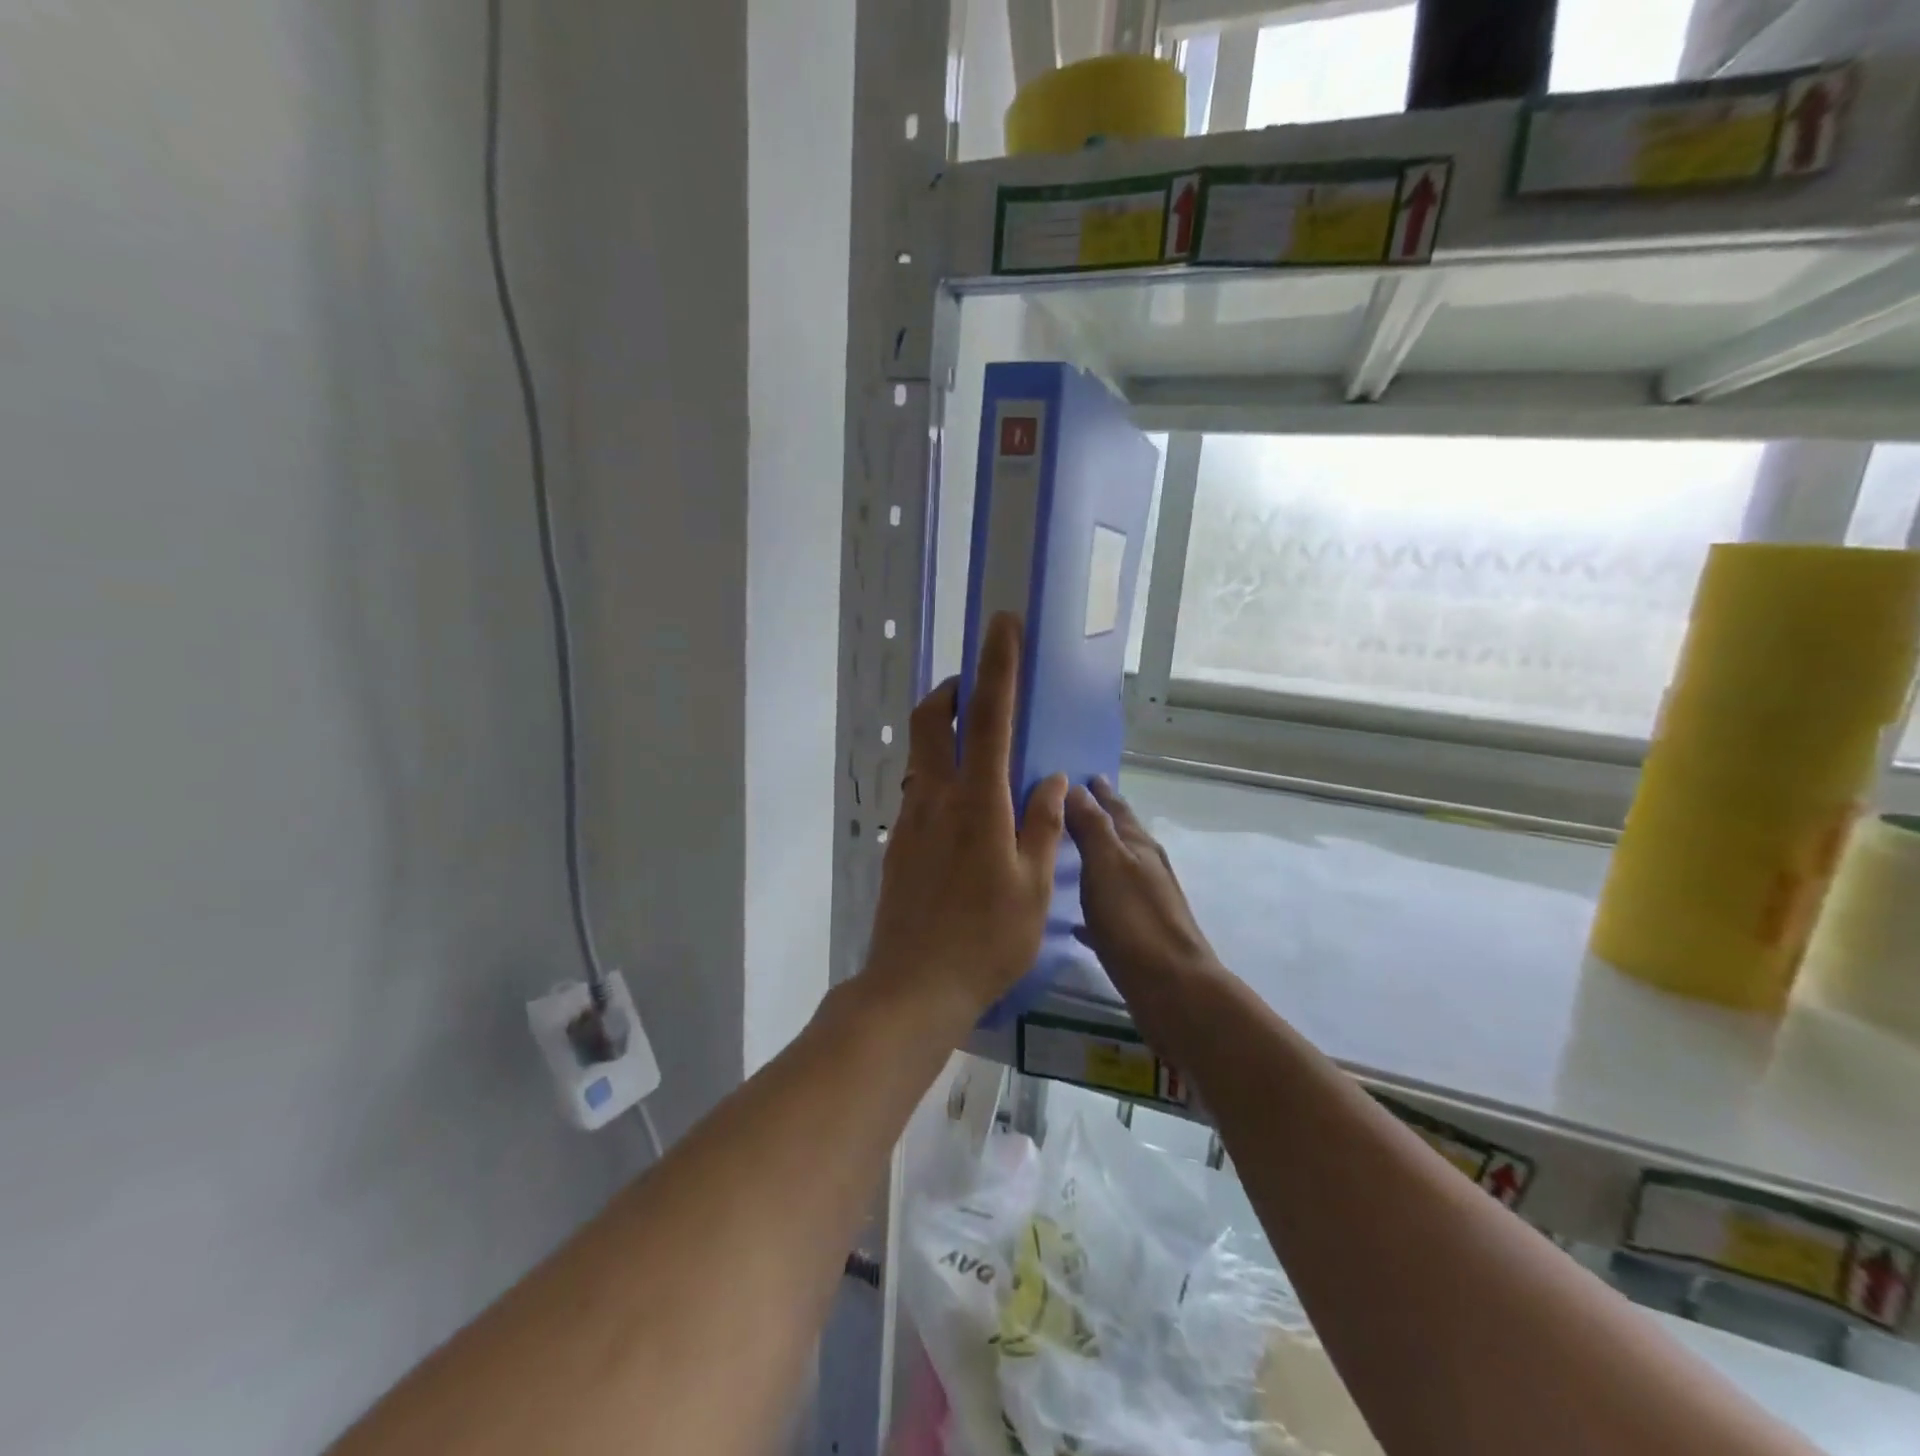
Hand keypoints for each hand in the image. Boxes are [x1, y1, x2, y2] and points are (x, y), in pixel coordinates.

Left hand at [860, 614, 1068, 1026]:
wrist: (914, 987)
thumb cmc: (986, 939)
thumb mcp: (1033, 887)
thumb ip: (1043, 824)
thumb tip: (1053, 779)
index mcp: (977, 803)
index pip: (989, 718)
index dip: (996, 666)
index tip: (1002, 625)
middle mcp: (936, 798)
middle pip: (931, 720)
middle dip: (952, 690)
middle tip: (978, 690)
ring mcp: (911, 820)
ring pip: (920, 754)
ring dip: (943, 731)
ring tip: (977, 745)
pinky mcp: (899, 843)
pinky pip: (918, 789)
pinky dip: (939, 773)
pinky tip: (965, 807)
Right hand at [1066, 777, 1219, 997]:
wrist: (1172, 988)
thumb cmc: (1134, 920)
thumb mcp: (1107, 865)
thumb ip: (1093, 827)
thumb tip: (1078, 788)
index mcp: (1139, 848)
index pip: (1117, 810)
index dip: (1101, 793)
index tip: (1086, 775)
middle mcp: (1146, 870)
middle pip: (1121, 837)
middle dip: (1101, 820)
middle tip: (1076, 806)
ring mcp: (1144, 904)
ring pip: (1117, 872)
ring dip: (1098, 858)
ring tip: (1073, 853)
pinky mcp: (1138, 938)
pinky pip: (1110, 913)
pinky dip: (1094, 908)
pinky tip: (1077, 921)